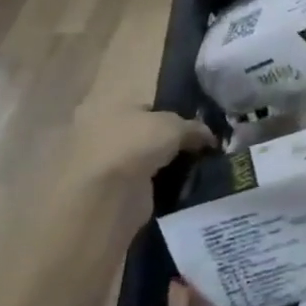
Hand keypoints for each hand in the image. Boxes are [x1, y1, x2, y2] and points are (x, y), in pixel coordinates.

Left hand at [65, 104, 212, 187]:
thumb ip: (193, 127)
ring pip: (140, 161)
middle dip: (165, 143)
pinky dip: (156, 187)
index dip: (170, 116)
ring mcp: (99, 166)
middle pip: (142, 134)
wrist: (106, 197)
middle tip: (194, 149)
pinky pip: (139, 185)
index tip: (193, 129)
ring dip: (161, 166)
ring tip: (191, 169)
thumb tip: (209, 137)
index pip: (144, 108)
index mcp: (105, 107)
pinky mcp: (106, 194)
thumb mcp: (174, 126)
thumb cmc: (134, 145)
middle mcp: (96, 133)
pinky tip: (178, 188)